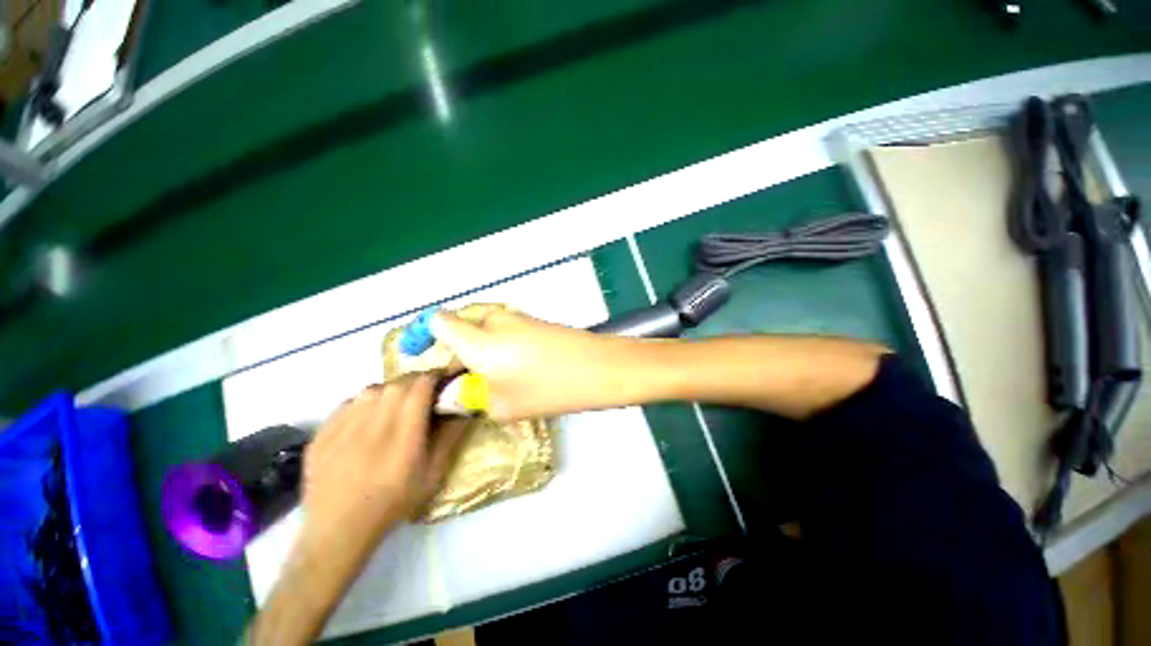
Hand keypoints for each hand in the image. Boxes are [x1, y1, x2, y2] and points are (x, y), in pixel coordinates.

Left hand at [300, 373, 467, 559]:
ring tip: (395, 404)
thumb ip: (452, 437)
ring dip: (391, 390)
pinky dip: (365, 402)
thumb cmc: (395, 502)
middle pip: (398, 383)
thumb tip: (468, 408)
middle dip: (416, 381)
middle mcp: (373, 426)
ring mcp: (342, 429)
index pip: (421, 387)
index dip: (435, 376)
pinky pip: (349, 403)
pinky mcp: (321, 434)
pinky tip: (368, 418)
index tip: (444, 377)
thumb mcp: (433, 474)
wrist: (339, 531)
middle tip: (423, 391)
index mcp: (404, 436)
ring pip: (373, 389)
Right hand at [430, 308, 628, 420]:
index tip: (426, 359)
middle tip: (469, 384)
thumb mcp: (502, 405)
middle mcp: (494, 321)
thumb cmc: (549, 389)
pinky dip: (501, 348)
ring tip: (496, 382)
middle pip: (462, 327)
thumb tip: (452, 394)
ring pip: (485, 331)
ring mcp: (518, 318)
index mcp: (478, 340)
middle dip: (460, 353)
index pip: (438, 322)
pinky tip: (518, 371)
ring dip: (482, 352)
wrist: (600, 367)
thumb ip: (470, 398)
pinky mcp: (535, 322)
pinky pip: (505, 332)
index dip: (426, 336)